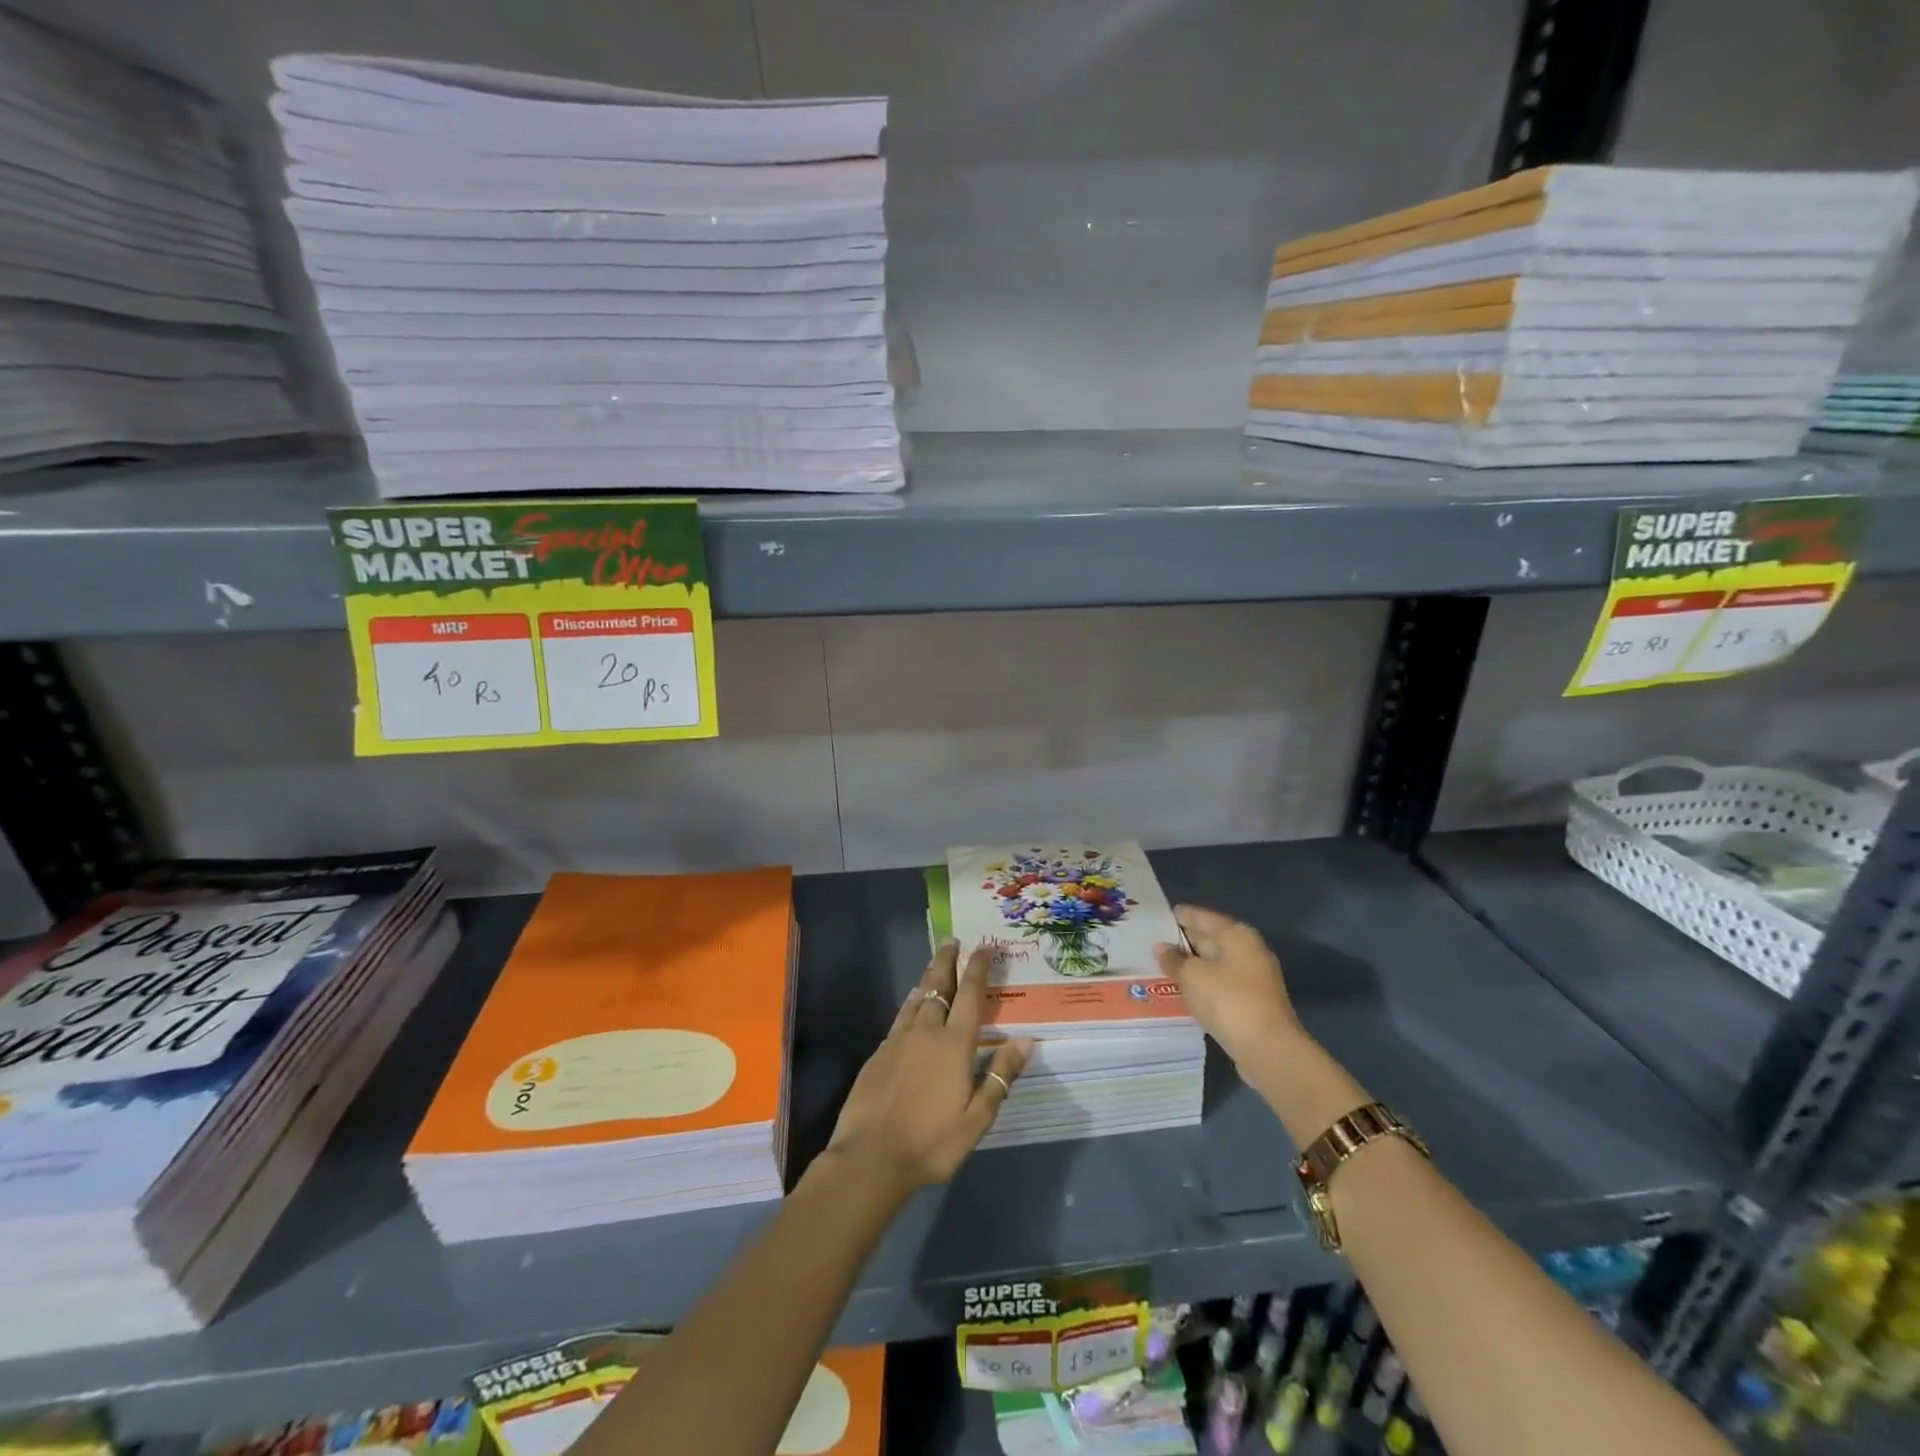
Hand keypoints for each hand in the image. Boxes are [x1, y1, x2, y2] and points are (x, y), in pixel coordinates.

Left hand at [827, 940, 1032, 1197]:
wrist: (870, 1157)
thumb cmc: (931, 1142)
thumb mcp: (976, 1118)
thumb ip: (1000, 1076)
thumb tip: (1026, 1040)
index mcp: (954, 1045)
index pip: (971, 997)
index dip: (978, 969)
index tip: (985, 948)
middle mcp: (926, 1032)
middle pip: (939, 987)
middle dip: (947, 961)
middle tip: (952, 940)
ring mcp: (898, 1040)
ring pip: (917, 999)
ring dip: (928, 978)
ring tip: (934, 965)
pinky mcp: (879, 1053)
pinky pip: (901, 1017)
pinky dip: (911, 1003)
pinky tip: (912, 1005)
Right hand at [1154, 904, 1303, 1068]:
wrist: (1269, 1050)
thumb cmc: (1229, 1001)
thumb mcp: (1192, 976)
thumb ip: (1174, 959)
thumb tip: (1162, 947)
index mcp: (1236, 934)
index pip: (1200, 916)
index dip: (1177, 916)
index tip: (1153, 918)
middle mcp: (1248, 950)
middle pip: (1209, 938)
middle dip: (1181, 941)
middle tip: (1150, 943)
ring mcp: (1252, 977)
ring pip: (1214, 963)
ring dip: (1191, 965)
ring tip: (1159, 966)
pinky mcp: (1251, 1001)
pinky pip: (1220, 983)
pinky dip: (1202, 984)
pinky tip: (1182, 990)